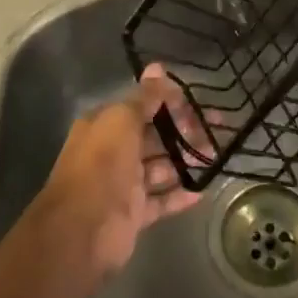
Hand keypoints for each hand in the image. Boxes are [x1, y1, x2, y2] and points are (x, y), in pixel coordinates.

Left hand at [38, 64, 204, 277]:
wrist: (82, 230)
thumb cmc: (102, 165)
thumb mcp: (122, 120)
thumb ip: (144, 97)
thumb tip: (158, 67)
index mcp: (105, 125)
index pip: (141, 106)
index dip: (169, 102)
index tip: (198, 103)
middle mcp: (113, 151)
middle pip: (153, 136)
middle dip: (183, 130)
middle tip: (216, 128)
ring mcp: (124, 184)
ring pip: (160, 167)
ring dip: (185, 160)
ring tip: (215, 155)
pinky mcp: (134, 214)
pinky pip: (161, 200)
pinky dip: (180, 194)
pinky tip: (203, 189)